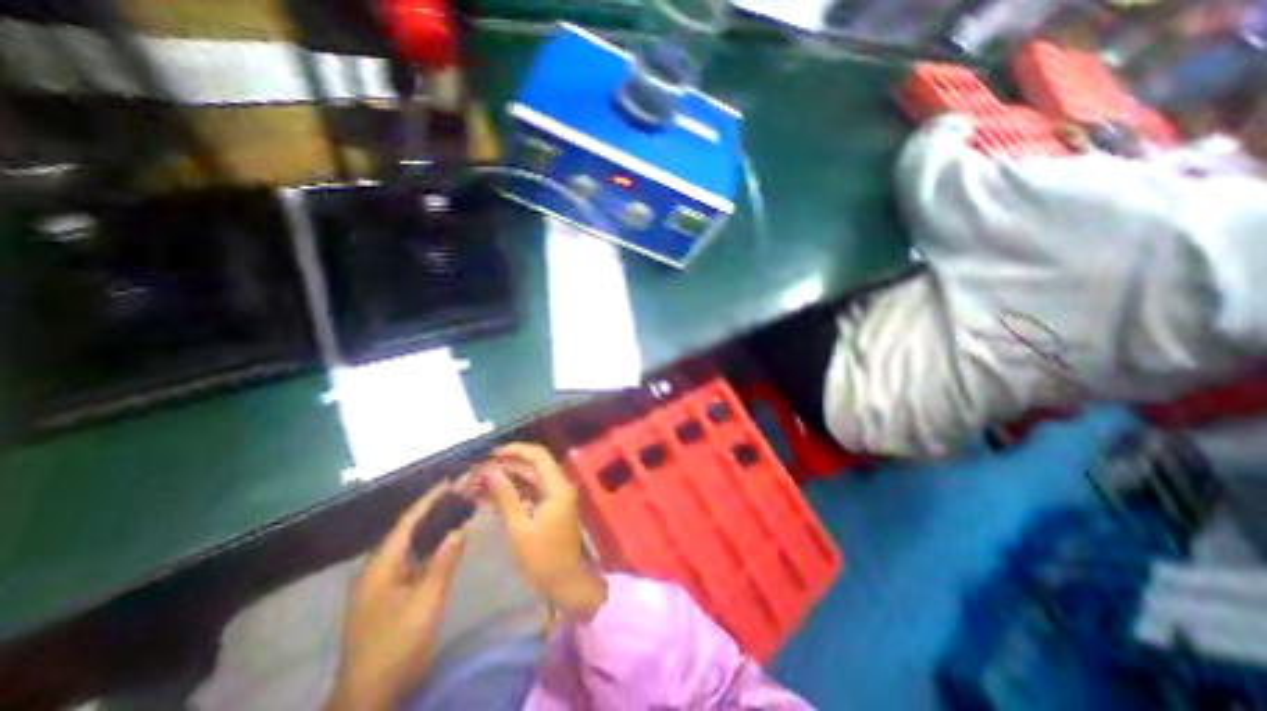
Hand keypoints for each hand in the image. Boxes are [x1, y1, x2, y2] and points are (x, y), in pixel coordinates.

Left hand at [326, 483, 464, 710]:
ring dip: (436, 523)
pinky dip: (433, 543)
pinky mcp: (392, 593)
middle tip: (463, 489)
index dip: (430, 499)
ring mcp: (384, 582)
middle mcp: (380, 568)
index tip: (451, 479)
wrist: (369, 697)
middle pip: (411, 528)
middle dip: (437, 507)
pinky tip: (448, 539)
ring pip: (413, 543)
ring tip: (460, 506)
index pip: (408, 521)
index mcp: (382, 566)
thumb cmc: (396, 646)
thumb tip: (461, 529)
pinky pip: (415, 558)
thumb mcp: (425, 602)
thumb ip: (443, 562)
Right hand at [483, 442, 606, 618]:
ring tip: (482, 479)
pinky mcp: (551, 507)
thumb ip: (506, 496)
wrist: (564, 584)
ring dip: (510, 477)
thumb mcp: (519, 527)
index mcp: (557, 487)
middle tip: (482, 468)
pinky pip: (532, 492)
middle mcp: (559, 486)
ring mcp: (556, 497)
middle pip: (534, 465)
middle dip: (508, 464)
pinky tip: (493, 494)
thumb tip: (490, 472)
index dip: (515, 450)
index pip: (538, 456)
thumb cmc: (541, 558)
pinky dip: (515, 491)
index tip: (492, 454)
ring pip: (532, 478)